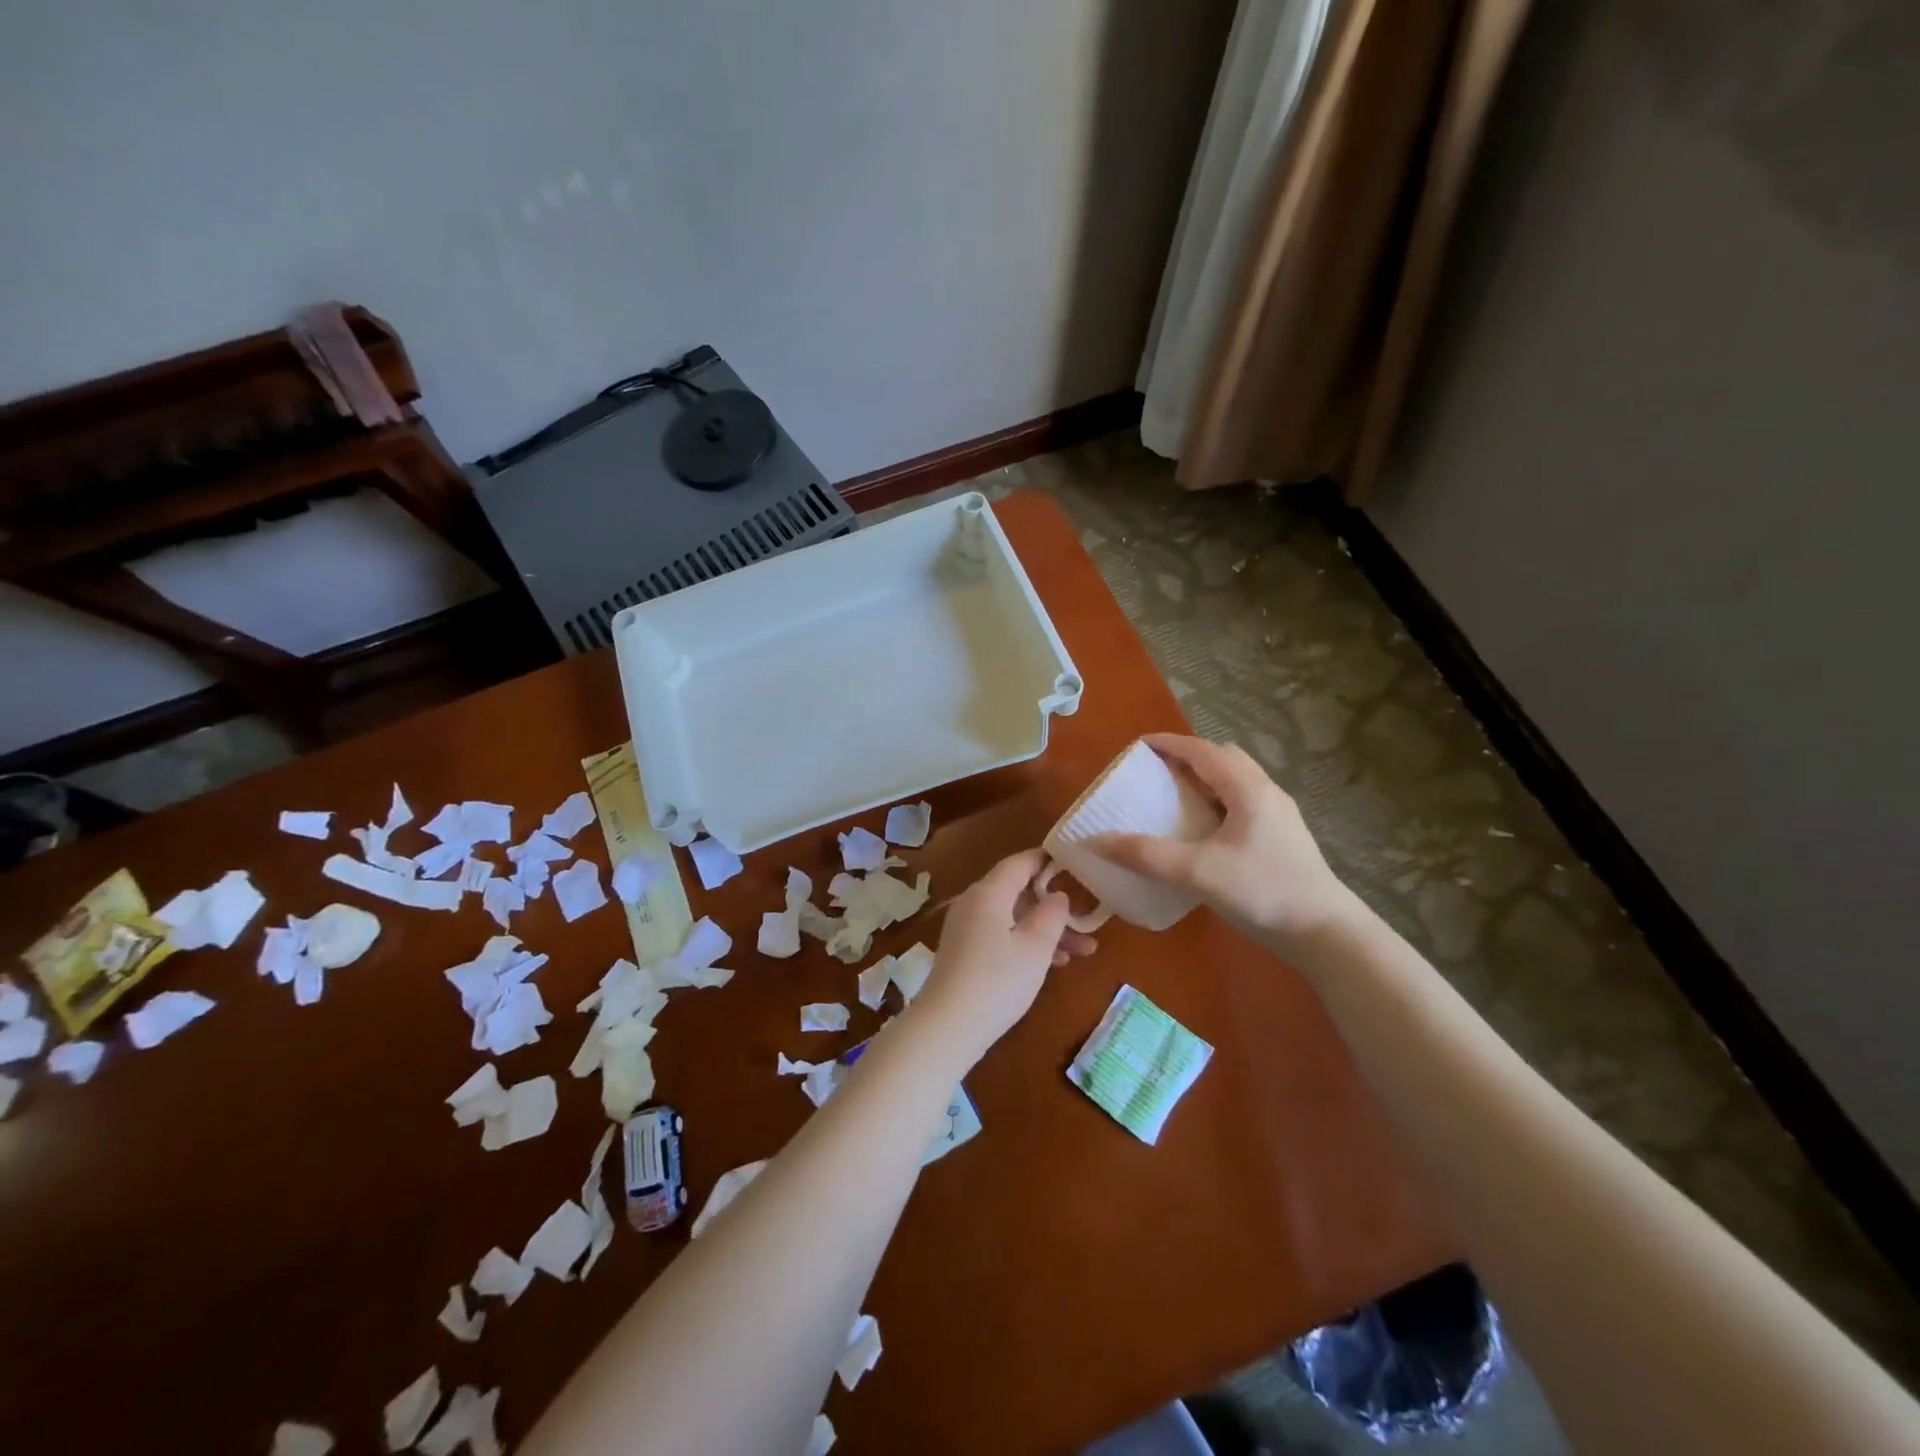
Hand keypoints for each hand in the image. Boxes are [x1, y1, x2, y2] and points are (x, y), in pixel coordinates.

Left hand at [908, 849, 1095, 1070]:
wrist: (947, 1027)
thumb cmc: (998, 981)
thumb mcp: (1036, 947)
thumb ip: (1052, 914)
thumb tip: (1057, 895)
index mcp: (989, 892)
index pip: (1022, 862)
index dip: (1049, 860)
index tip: (1077, 864)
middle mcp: (974, 902)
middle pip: (1019, 891)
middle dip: (1055, 905)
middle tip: (1089, 918)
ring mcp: (966, 927)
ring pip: (1013, 917)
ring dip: (1046, 929)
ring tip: (1085, 950)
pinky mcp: (964, 950)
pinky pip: (1001, 934)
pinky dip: (1026, 942)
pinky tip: (1054, 963)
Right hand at [1097, 734, 1357, 953]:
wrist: (1324, 932)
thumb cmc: (1262, 891)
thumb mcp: (1196, 871)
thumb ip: (1145, 855)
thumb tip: (1095, 841)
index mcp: (1247, 788)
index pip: (1202, 750)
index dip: (1168, 743)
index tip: (1136, 746)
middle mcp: (1265, 792)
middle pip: (1223, 758)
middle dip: (1187, 757)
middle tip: (1155, 772)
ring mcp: (1278, 814)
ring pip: (1236, 780)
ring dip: (1204, 779)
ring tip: (1174, 797)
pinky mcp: (1281, 836)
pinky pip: (1242, 802)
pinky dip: (1216, 800)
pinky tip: (1202, 829)